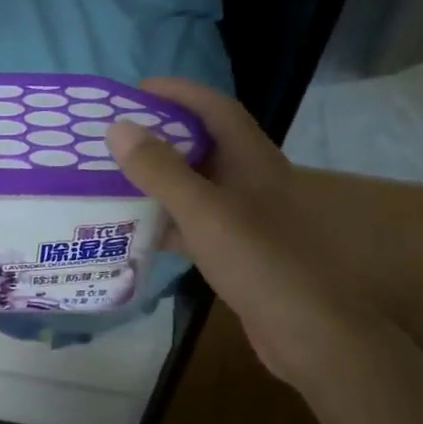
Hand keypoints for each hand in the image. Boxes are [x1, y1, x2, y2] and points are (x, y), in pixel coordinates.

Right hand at [105, 79, 352, 384]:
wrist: (308, 332)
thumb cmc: (260, 261)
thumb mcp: (204, 211)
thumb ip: (161, 170)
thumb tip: (118, 127)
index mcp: (252, 160)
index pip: (215, 109)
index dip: (179, 93)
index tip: (137, 91)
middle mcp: (250, 182)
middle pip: (202, 146)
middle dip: (161, 136)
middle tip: (115, 137)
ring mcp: (245, 219)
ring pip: (195, 188)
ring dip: (159, 182)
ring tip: (114, 179)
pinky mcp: (237, 252)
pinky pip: (194, 226)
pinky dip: (166, 223)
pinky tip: (135, 232)